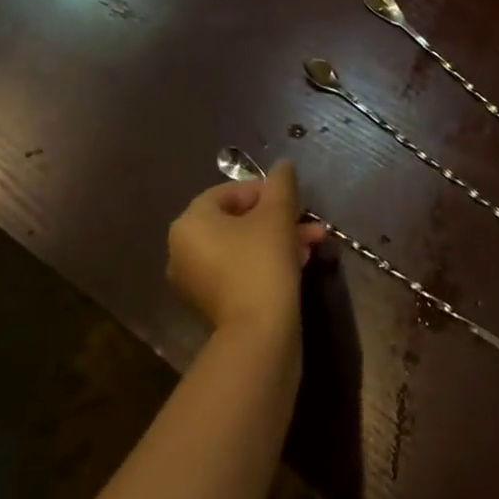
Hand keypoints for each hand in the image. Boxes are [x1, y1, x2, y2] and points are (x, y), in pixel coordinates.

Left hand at [167, 163, 327, 337]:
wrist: (260, 332)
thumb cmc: (262, 261)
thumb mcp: (277, 214)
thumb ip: (281, 184)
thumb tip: (284, 165)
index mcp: (190, 223)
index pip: (228, 192)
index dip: (264, 190)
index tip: (292, 199)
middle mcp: (184, 250)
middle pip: (238, 220)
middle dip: (278, 217)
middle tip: (308, 220)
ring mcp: (197, 280)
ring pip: (244, 245)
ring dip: (280, 238)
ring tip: (314, 242)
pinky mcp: (214, 303)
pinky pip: (241, 269)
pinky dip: (267, 261)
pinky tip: (300, 262)